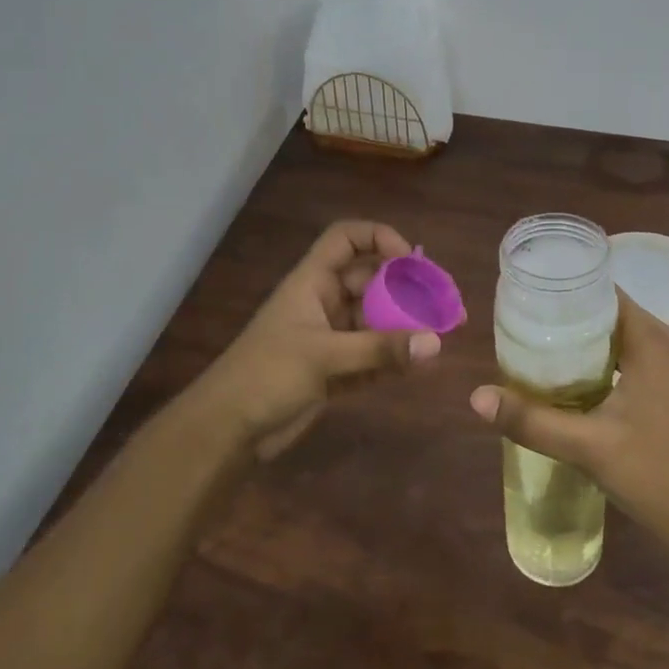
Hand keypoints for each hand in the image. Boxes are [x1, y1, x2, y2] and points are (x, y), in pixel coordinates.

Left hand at [194, 220, 442, 459]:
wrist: (226, 430)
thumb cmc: (266, 375)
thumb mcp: (324, 357)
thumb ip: (381, 350)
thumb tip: (436, 343)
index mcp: (312, 282)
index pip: (346, 239)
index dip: (379, 238)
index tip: (410, 260)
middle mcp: (324, 303)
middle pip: (372, 280)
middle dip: (406, 288)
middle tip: (442, 303)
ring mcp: (330, 337)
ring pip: (376, 319)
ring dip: (406, 326)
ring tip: (442, 335)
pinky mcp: (335, 370)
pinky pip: (374, 355)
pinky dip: (395, 357)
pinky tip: (423, 365)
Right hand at [468, 292, 668, 569]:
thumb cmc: (661, 479)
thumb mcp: (589, 448)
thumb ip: (531, 419)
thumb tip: (476, 397)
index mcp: (657, 342)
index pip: (608, 295)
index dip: (570, 296)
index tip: (533, 306)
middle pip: (622, 318)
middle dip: (579, 325)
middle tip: (535, 340)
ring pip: (641, 342)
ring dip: (604, 349)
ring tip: (560, 364)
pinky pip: (659, 363)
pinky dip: (628, 367)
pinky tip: (604, 394)